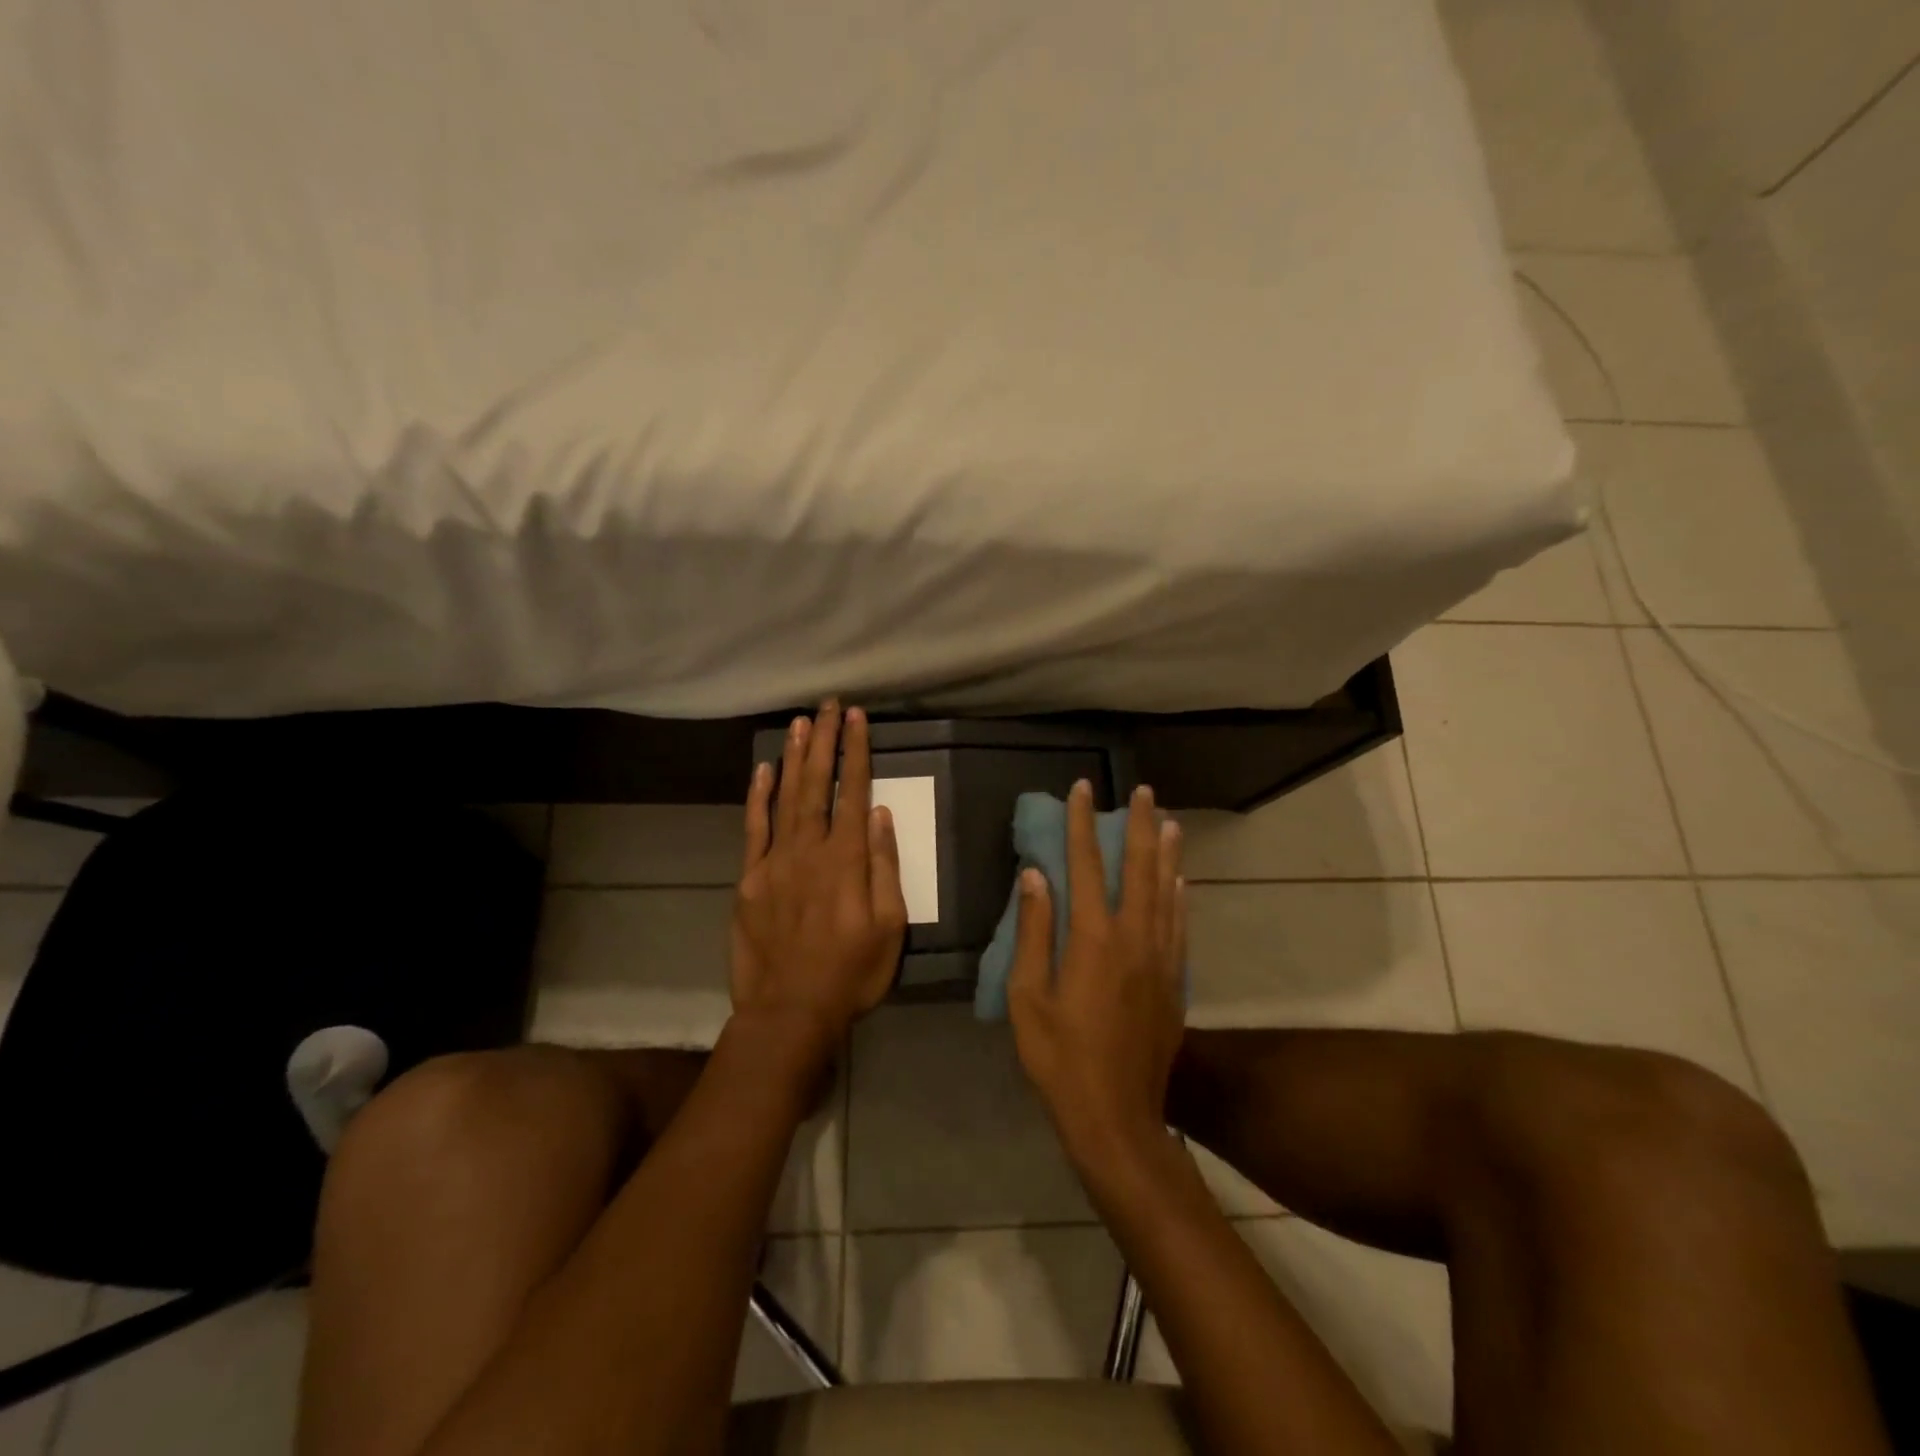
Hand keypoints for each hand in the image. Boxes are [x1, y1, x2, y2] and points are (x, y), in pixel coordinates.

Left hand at [731, 702, 909, 1059]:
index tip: (856, 718)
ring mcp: (774, 862)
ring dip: (794, 757)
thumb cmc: (850, 973)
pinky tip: (764, 770)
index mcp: (847, 861)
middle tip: (827, 705)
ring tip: (800, 723)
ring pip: (785, 798)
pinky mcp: (749, 879)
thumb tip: (882, 816)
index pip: (854, 793)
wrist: (789, 1012)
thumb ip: (886, 868)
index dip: (856, 752)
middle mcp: (809, 850)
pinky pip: (754, 829)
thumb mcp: (890, 928)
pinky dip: (758, 797)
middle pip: (817, 785)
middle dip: (824, 741)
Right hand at [1008, 780, 1186, 1171]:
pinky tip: (1180, 880)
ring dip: (1166, 853)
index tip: (1083, 790)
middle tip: (1143, 791)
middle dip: (1139, 826)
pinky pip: (1179, 925)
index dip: (1083, 824)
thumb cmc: (1060, 1058)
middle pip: (1139, 868)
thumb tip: (1036, 876)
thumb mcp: (1028, 997)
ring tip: (1168, 820)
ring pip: (1166, 892)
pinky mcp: (1174, 982)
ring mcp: (1160, 960)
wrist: (1116, 1116)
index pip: (1087, 865)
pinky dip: (1179, 896)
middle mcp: (1133, 938)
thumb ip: (1034, 932)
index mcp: (1093, 939)